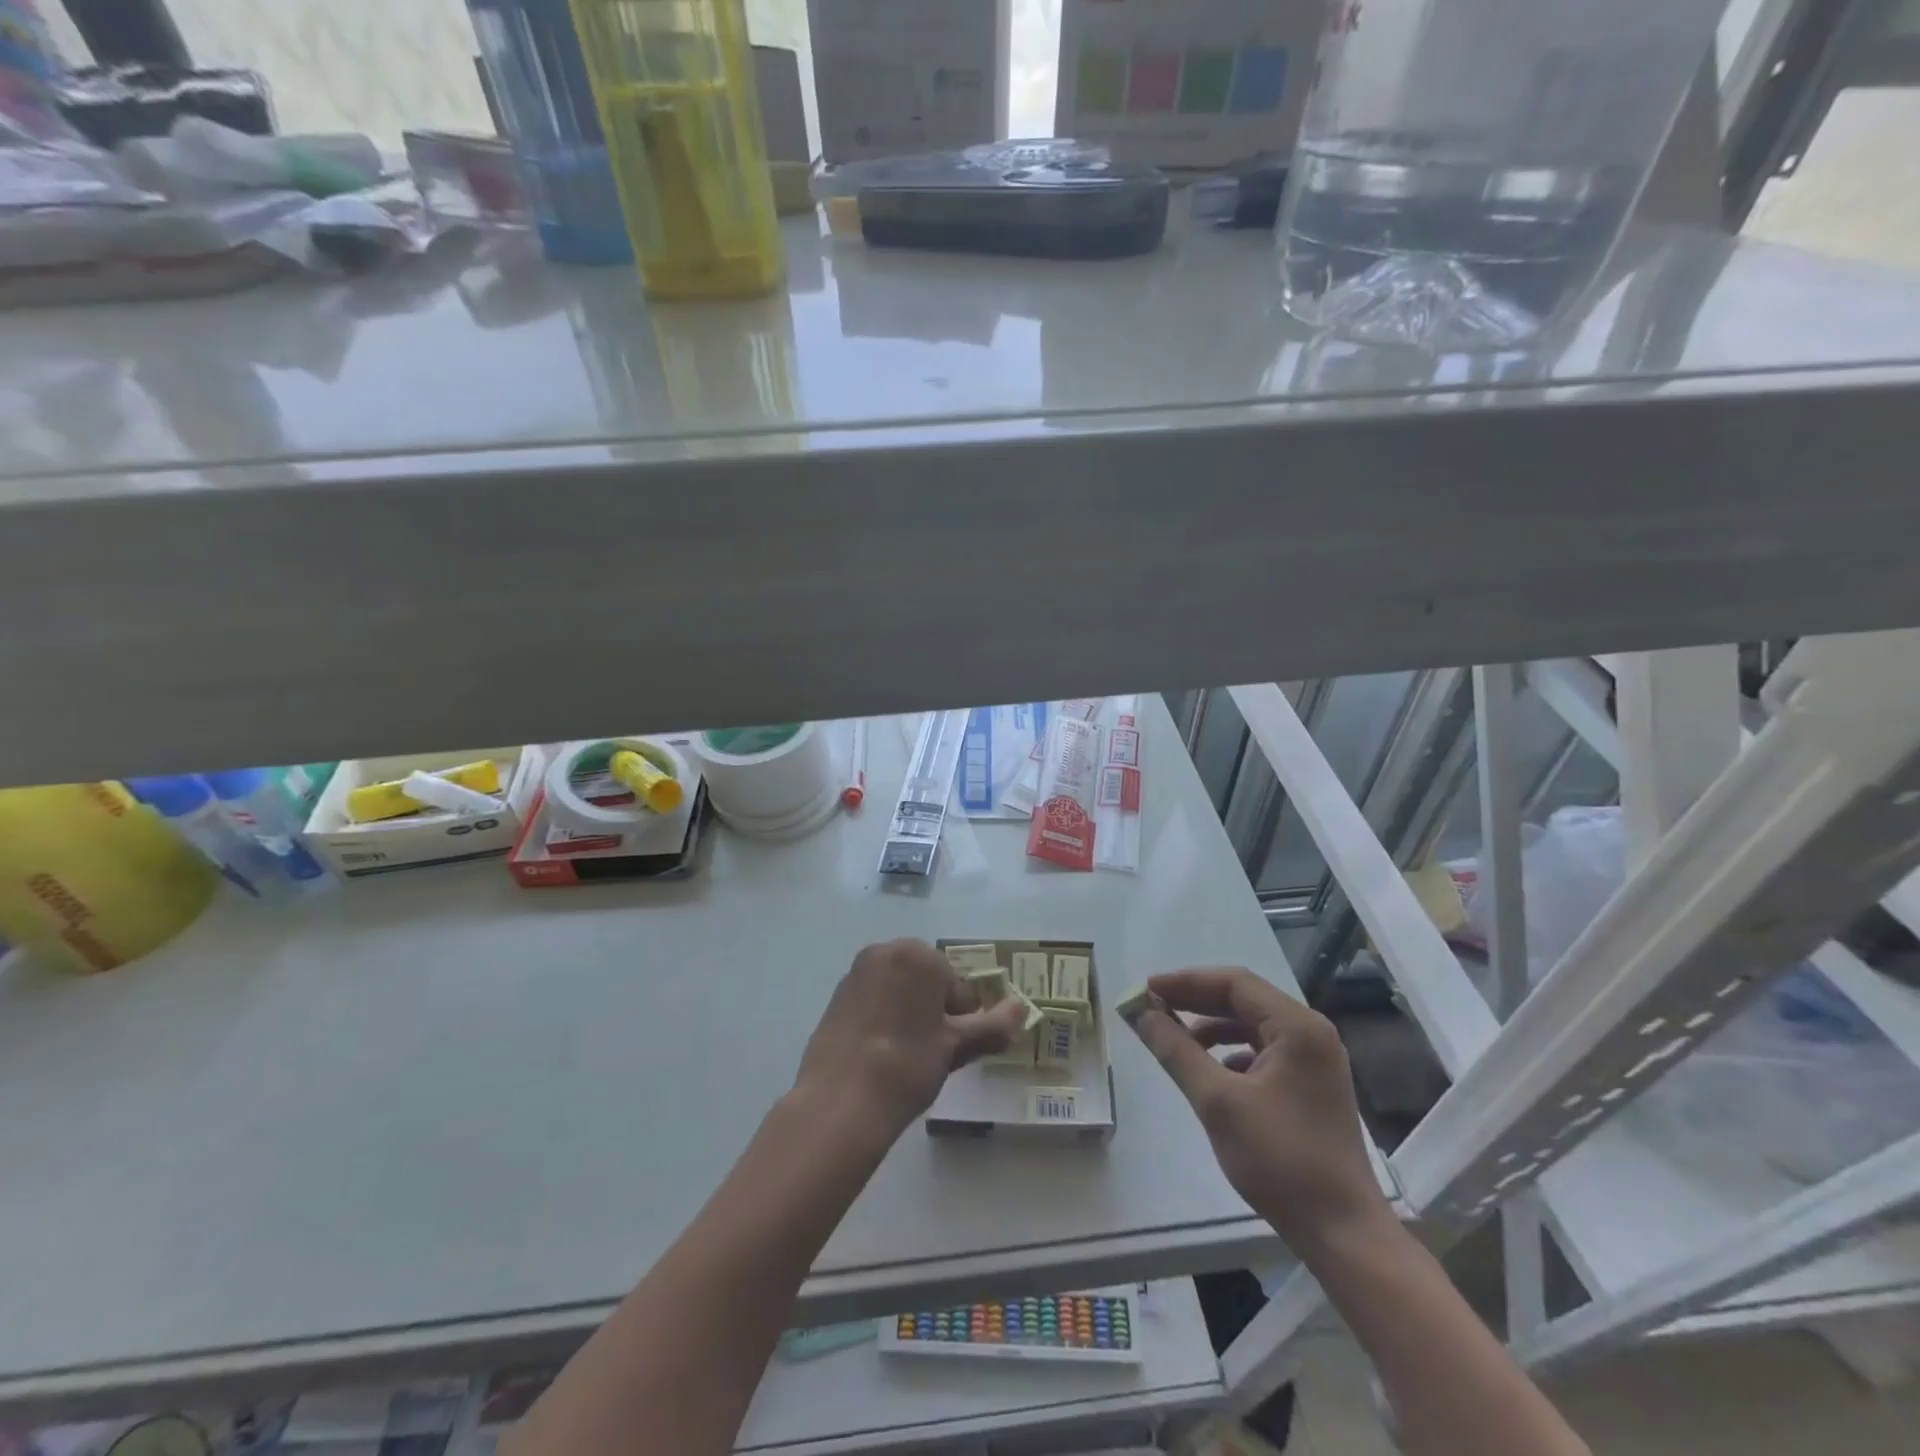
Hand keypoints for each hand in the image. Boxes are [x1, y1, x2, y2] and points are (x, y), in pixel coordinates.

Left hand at [795, 939, 1027, 1143]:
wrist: (840, 1101)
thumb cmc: (908, 1065)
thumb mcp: (956, 1046)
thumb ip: (992, 1025)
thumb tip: (1022, 1009)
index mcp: (917, 955)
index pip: (956, 984)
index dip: (961, 1017)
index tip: (953, 1046)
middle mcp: (885, 952)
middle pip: (925, 980)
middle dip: (934, 1009)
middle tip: (933, 1051)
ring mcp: (856, 972)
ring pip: (899, 989)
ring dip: (909, 1012)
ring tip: (907, 1056)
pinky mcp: (837, 996)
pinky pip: (873, 999)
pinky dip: (883, 1018)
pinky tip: (881, 1054)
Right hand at [1128, 967, 1387, 1249]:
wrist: (1342, 1234)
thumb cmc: (1281, 1160)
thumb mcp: (1218, 1102)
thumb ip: (1177, 1051)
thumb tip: (1142, 1015)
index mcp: (1298, 1027)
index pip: (1235, 983)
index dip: (1187, 982)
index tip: (1148, 989)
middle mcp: (1312, 1033)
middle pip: (1244, 1000)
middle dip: (1196, 1001)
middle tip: (1153, 1006)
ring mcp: (1316, 1061)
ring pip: (1253, 1026)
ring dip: (1212, 1027)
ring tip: (1175, 1038)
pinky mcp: (1311, 1085)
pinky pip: (1264, 1051)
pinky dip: (1231, 1052)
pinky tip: (1210, 1072)